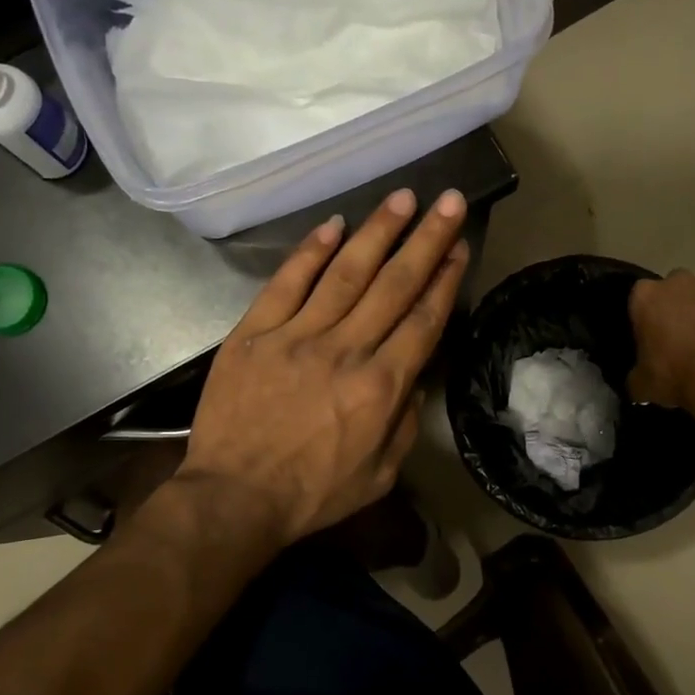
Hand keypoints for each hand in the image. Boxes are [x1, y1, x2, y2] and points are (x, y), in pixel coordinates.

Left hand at [180, 188, 470, 546]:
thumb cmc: (313, 493)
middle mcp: (345, 351)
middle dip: (426, 239)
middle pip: (394, 285)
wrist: (234, 498)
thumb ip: (405, 421)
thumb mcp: (382, 474)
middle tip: (449, 200)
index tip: (460, 245)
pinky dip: (310, 251)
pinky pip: (286, 282)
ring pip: (346, 273)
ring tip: (403, 197)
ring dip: (378, 231)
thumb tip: (413, 376)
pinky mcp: (254, 333)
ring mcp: (296, 336)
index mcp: (380, 387)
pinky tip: (334, 225)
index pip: (422, 320)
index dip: (445, 279)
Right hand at [628, 270, 694, 434]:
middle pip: (678, 288)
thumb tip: (637, 384)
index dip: (649, 318)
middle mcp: (680, 280)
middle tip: (686, 336)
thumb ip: (636, 376)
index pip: (642, 300)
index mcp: (646, 296)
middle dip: (681, 306)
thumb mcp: (643, 383)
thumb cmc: (675, 375)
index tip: (655, 337)